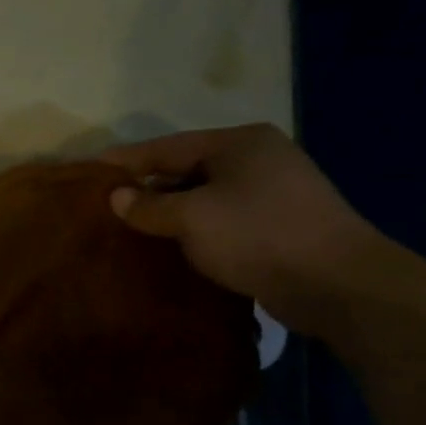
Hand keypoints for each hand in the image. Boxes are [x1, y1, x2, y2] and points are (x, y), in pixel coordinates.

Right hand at [102, 124, 382, 333]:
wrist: (335, 282)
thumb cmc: (257, 235)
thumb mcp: (192, 218)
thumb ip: (149, 206)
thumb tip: (116, 197)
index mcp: (239, 142)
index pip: (167, 147)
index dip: (125, 160)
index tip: (89, 170)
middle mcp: (258, 158)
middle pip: (186, 169)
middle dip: (147, 188)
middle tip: (105, 206)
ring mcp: (272, 191)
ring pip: (204, 197)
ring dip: (170, 213)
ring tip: (131, 230)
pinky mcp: (278, 225)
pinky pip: (222, 220)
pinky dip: (194, 230)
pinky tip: (171, 247)